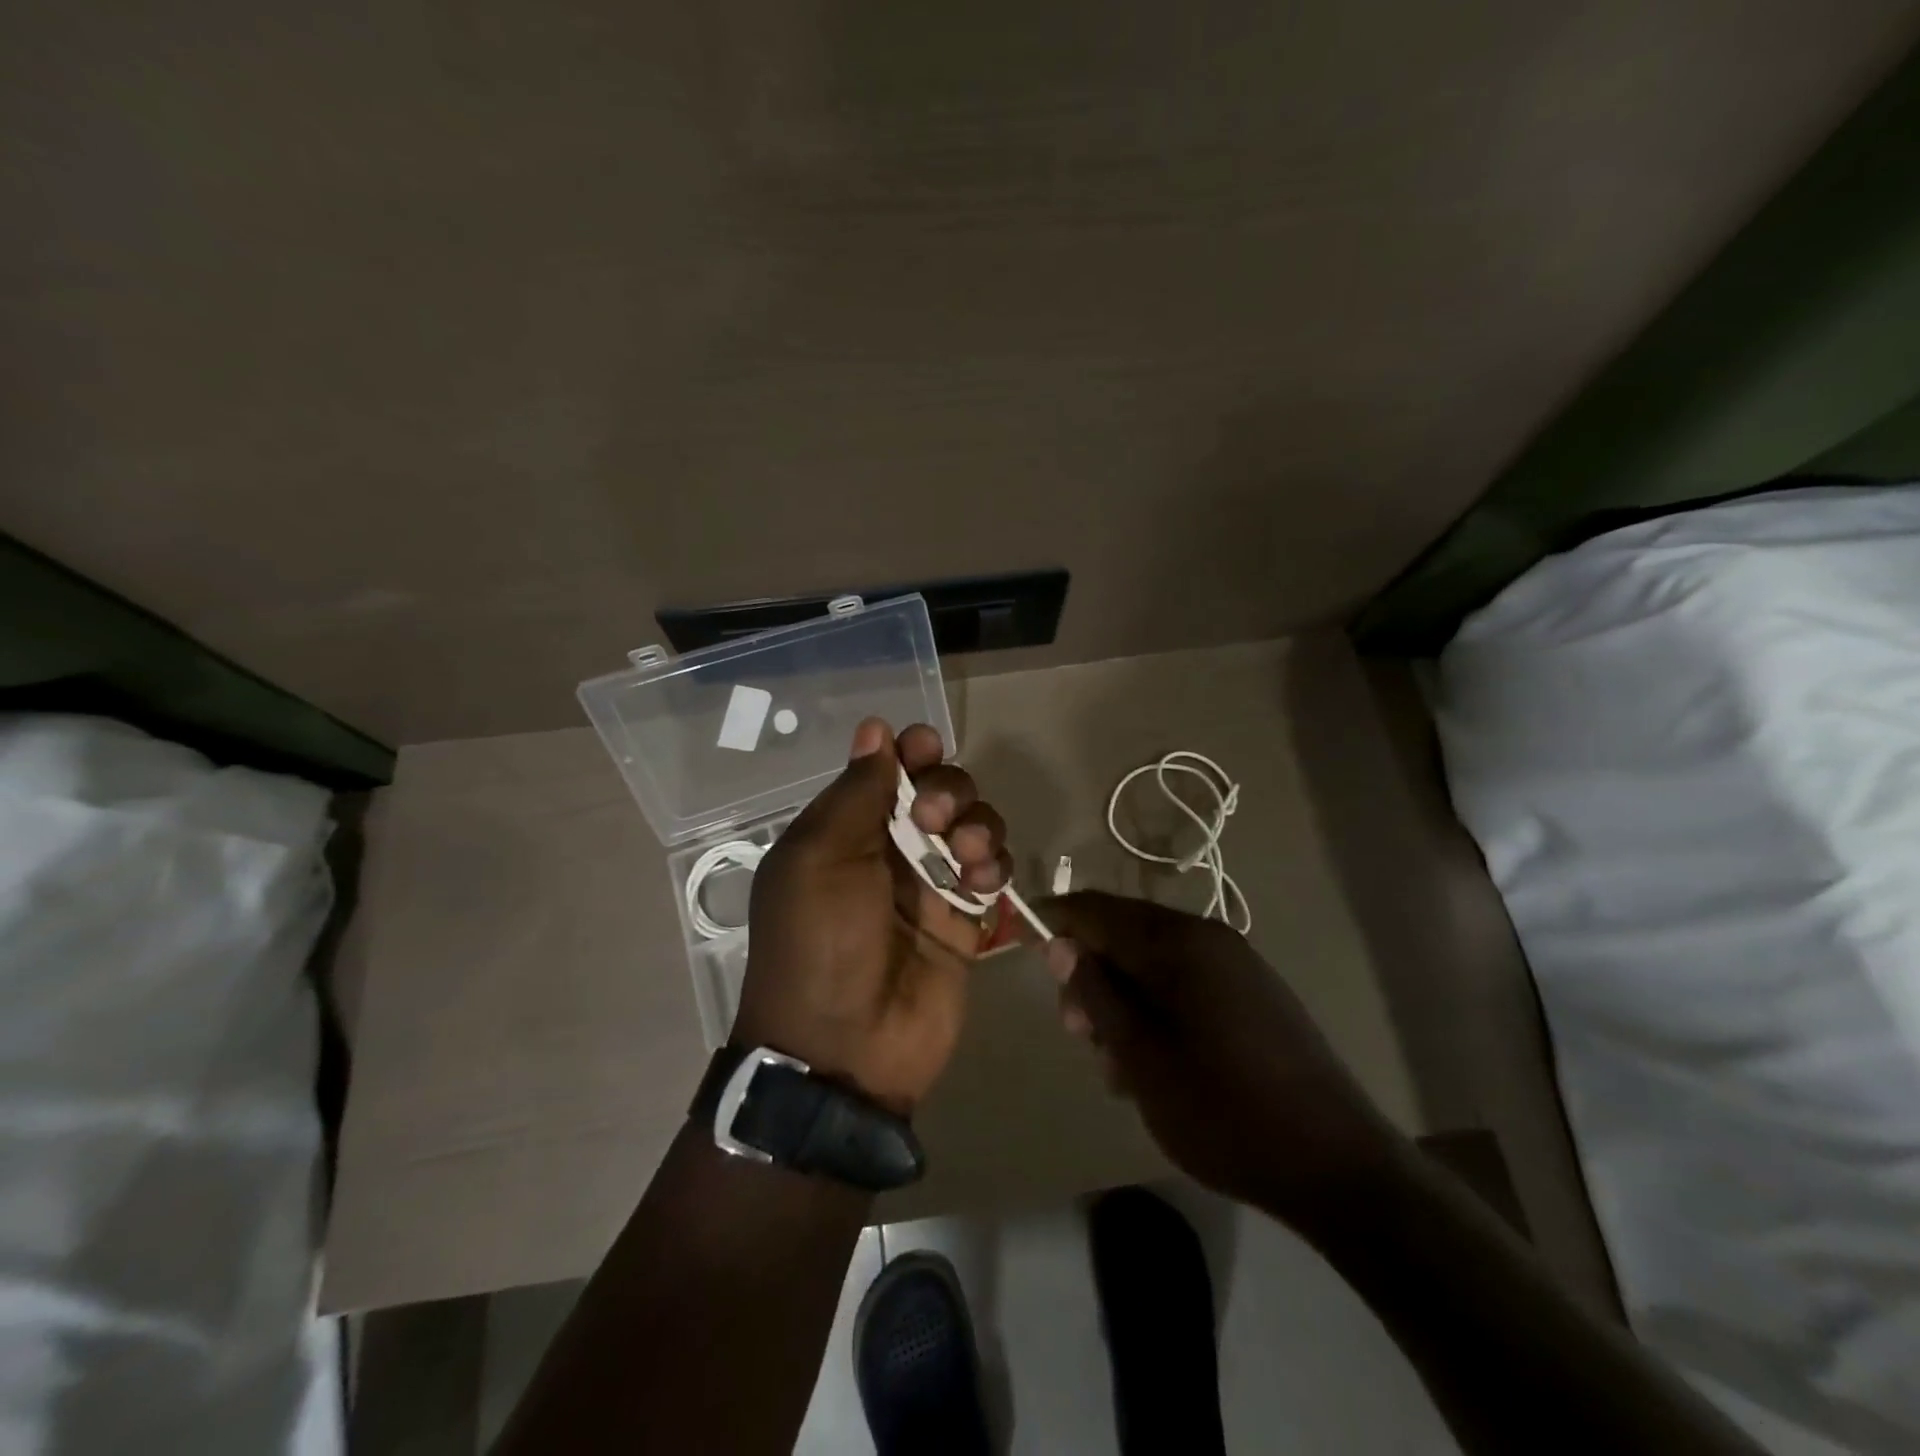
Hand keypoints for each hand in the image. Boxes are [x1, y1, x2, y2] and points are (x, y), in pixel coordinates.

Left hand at [734, 718, 1011, 1115]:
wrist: (846, 1049)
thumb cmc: (820, 943)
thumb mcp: (820, 859)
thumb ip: (855, 793)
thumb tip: (875, 729)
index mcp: (845, 830)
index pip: (886, 769)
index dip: (911, 750)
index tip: (926, 747)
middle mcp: (889, 848)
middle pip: (939, 788)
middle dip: (948, 788)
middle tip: (933, 817)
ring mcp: (931, 884)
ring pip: (974, 824)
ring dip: (978, 824)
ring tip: (967, 854)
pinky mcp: (966, 919)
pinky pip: (993, 871)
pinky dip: (996, 865)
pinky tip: (982, 883)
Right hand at [1040, 892, 1404, 1218]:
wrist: (1337, 1166)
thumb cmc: (1223, 1110)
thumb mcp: (1140, 1056)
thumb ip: (1096, 993)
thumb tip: (1060, 943)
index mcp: (1179, 942)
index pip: (1097, 909)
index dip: (1056, 921)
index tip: (1024, 944)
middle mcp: (1209, 938)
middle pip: (1126, 934)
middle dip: (1091, 975)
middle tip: (1079, 1034)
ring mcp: (1237, 965)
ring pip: (1154, 964)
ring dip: (1123, 1001)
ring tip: (1118, 1064)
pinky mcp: (1254, 995)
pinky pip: (1186, 984)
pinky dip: (1157, 1010)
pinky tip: (1156, 1063)